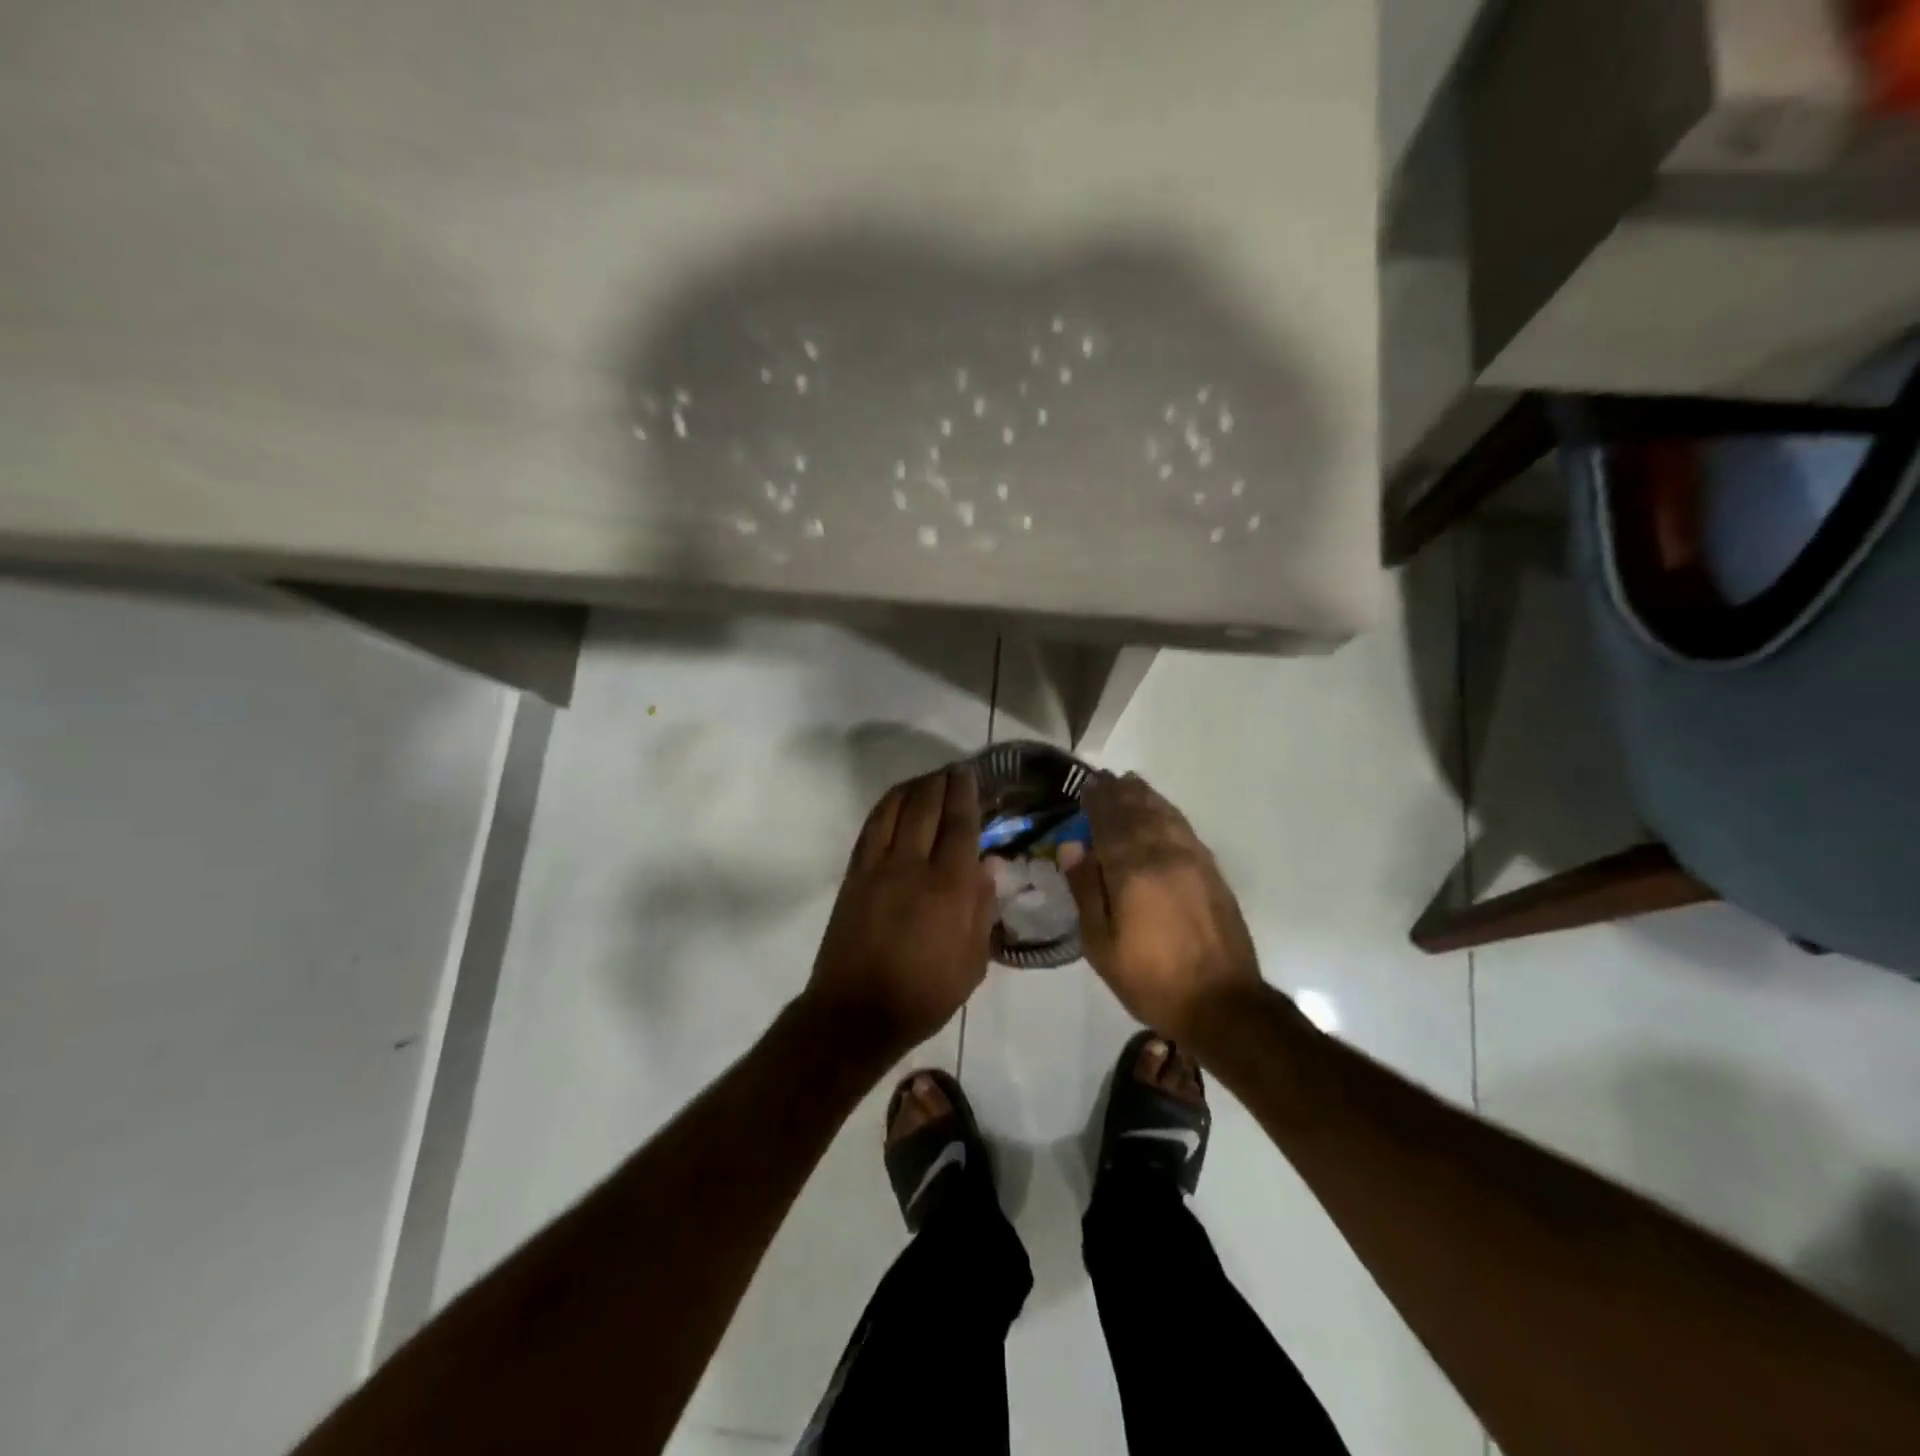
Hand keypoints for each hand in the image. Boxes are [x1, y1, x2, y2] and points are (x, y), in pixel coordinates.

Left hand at [804, 766, 995, 1058]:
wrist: (857, 1012)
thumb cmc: (925, 993)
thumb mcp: (973, 962)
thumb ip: (982, 908)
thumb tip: (988, 865)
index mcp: (949, 887)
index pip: (960, 825)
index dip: (966, 795)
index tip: (970, 775)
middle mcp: (912, 866)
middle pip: (926, 807)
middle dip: (941, 782)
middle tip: (953, 770)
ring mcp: (877, 867)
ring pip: (895, 810)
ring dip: (912, 787)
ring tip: (926, 780)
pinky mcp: (854, 875)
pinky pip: (871, 828)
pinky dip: (885, 807)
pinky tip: (894, 802)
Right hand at [1060, 772, 1262, 1045]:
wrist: (1223, 1004)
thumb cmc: (1151, 979)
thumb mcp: (1101, 944)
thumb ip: (1086, 890)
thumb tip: (1071, 846)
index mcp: (1132, 871)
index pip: (1109, 822)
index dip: (1096, 801)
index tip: (1085, 786)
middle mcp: (1164, 855)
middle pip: (1138, 811)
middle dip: (1119, 793)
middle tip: (1104, 778)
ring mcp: (1193, 860)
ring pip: (1165, 815)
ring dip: (1145, 796)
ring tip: (1130, 783)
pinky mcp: (1212, 871)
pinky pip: (1185, 828)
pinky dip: (1168, 812)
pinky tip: (1162, 811)